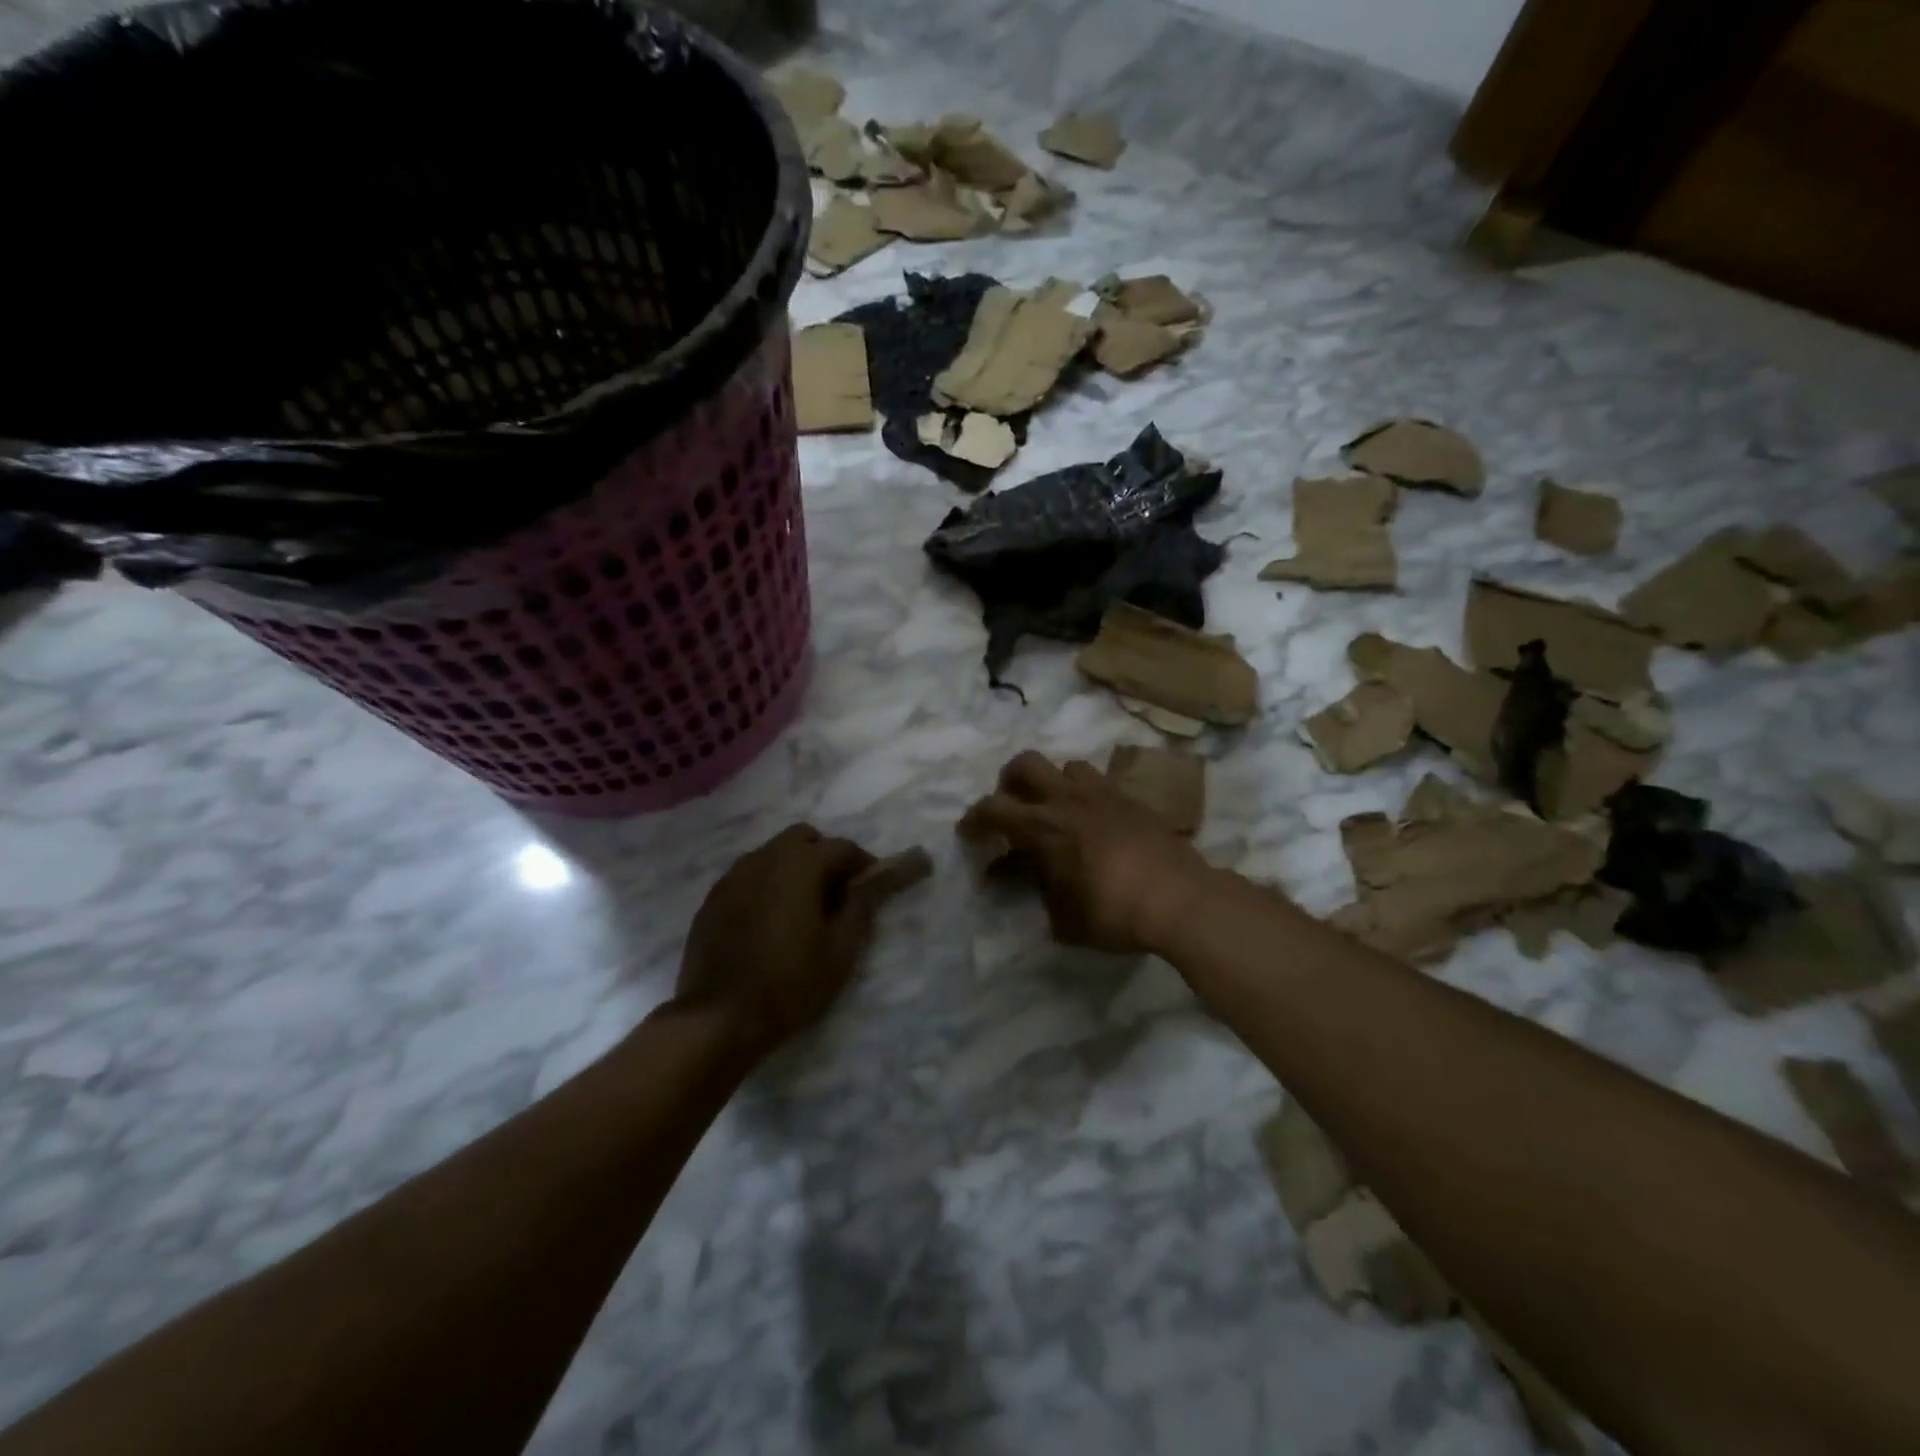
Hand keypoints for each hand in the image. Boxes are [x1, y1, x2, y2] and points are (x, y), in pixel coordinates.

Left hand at [677, 825, 895, 1058]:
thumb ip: (861, 906)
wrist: (719, 1018)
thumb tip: (874, 880)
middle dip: (824, 856)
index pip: (842, 847)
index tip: (873, 887)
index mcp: (800, 865)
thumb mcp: (840, 950)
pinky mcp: (713, 898)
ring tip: (803, 907)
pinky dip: (767, 885)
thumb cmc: (789, 983)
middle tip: (836, 893)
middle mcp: (764, 858)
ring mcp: (734, 876)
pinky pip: (749, 876)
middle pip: (803, 838)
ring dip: (794, 868)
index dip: (863, 864)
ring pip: (773, 854)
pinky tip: (770, 920)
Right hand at [959, 751, 1213, 954]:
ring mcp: (1103, 794)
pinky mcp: (1132, 799)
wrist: (1180, 899)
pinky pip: (1100, 782)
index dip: (973, 819)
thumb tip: (1020, 878)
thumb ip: (1037, 892)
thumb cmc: (1114, 913)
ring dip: (1052, 784)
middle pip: (1025, 764)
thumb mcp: (1063, 918)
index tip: (968, 833)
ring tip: (1057, 810)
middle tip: (1011, 807)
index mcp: (1043, 827)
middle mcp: (1068, 800)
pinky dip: (1086, 795)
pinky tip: (1095, 822)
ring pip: (1066, 766)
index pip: (993, 809)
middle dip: (1009, 782)